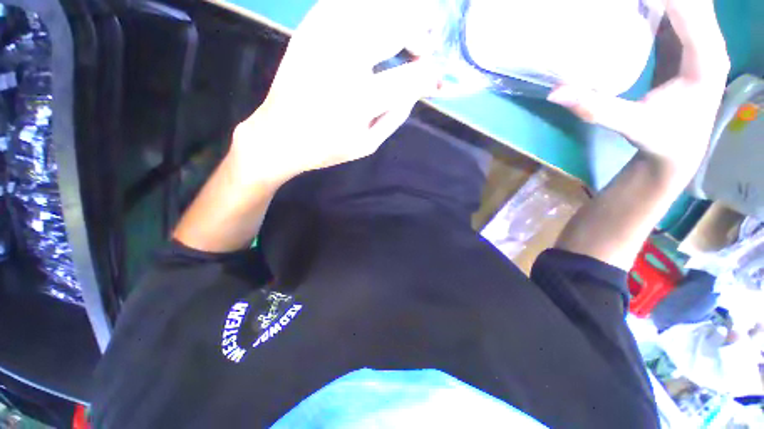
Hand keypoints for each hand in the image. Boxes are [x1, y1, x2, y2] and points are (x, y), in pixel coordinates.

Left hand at [232, 0, 439, 183]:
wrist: (279, 135)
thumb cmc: (327, 147)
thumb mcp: (368, 144)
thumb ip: (397, 115)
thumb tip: (419, 86)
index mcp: (359, 99)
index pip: (411, 78)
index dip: (431, 75)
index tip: (438, 78)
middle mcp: (342, 59)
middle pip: (396, 22)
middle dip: (424, 21)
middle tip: (433, 31)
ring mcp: (323, 35)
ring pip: (374, 3)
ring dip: (401, 9)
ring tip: (412, 26)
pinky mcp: (310, 26)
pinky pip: (347, 1)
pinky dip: (372, 7)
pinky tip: (380, 21)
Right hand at [548, 0, 729, 175]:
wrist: (679, 151)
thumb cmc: (662, 140)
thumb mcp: (631, 126)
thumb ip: (596, 109)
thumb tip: (555, 92)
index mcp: (706, 60)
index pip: (690, 10)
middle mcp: (708, 44)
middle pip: (692, 1)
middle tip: (614, 2)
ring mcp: (697, 42)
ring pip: (685, 4)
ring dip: (657, 0)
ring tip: (619, 4)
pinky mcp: (684, 44)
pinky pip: (674, 12)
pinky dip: (655, 5)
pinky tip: (634, 6)